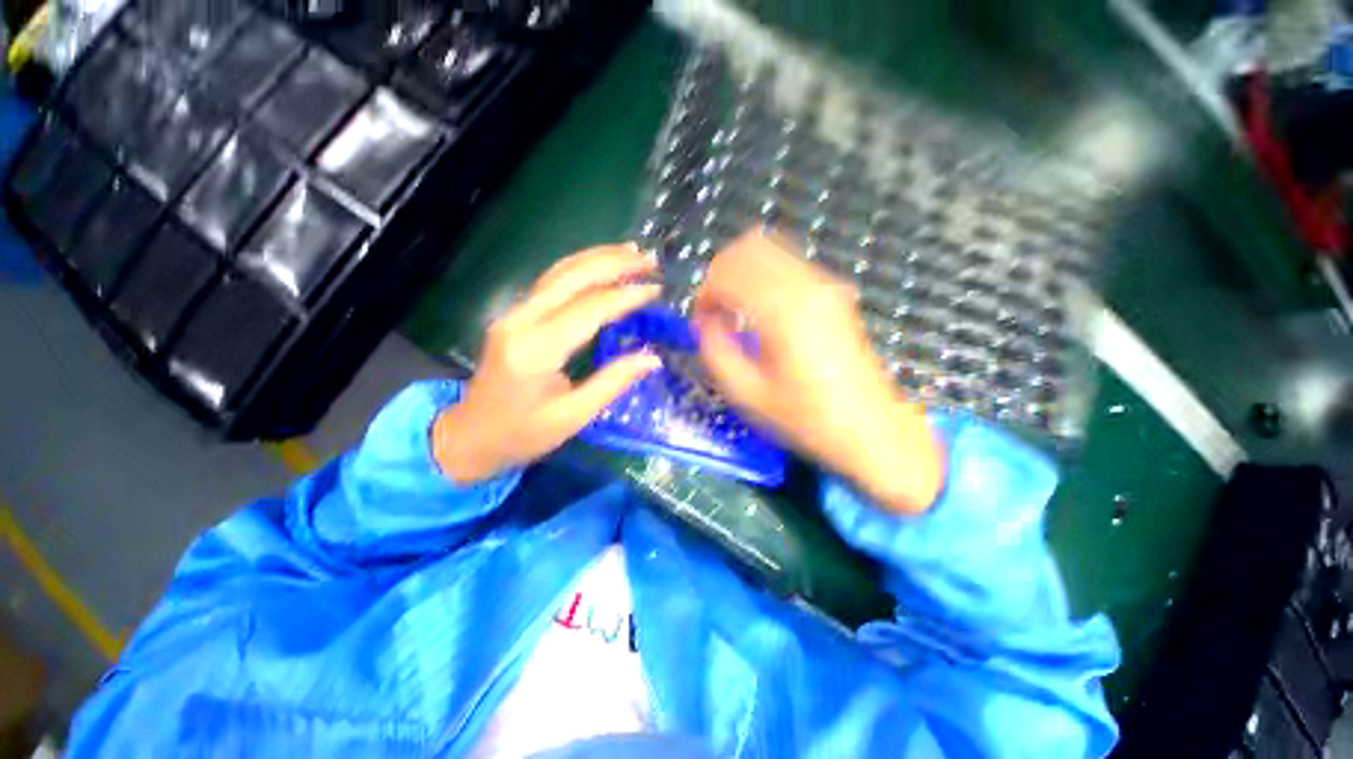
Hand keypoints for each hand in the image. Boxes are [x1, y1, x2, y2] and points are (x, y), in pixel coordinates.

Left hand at [433, 244, 662, 483]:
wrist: (470, 437)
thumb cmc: (523, 434)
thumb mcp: (574, 416)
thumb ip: (613, 382)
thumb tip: (653, 357)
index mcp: (536, 350)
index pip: (588, 309)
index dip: (625, 296)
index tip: (656, 289)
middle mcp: (521, 321)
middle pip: (571, 277)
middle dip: (613, 263)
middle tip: (649, 259)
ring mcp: (514, 314)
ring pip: (559, 272)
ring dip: (597, 258)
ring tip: (632, 252)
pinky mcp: (516, 316)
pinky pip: (552, 283)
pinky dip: (582, 269)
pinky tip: (602, 266)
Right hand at [694, 229, 943, 513]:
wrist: (870, 428)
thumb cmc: (807, 417)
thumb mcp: (748, 393)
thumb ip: (715, 351)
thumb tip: (704, 323)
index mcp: (782, 310)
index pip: (728, 272)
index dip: (704, 293)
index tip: (700, 322)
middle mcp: (806, 285)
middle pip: (748, 247)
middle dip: (720, 274)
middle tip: (713, 311)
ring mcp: (825, 285)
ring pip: (770, 250)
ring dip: (742, 273)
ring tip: (733, 310)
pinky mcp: (833, 293)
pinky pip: (788, 265)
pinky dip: (763, 277)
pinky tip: (760, 311)